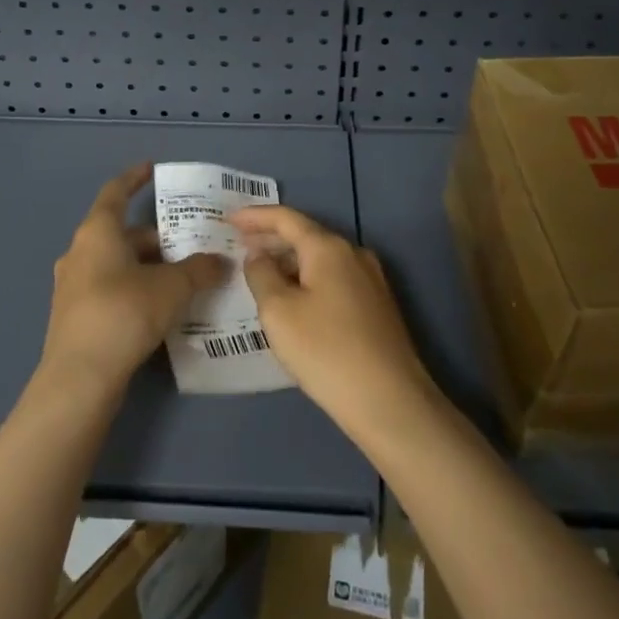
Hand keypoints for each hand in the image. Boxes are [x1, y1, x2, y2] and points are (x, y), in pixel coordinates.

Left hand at [39, 163, 225, 397]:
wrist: (79, 380)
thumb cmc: (124, 314)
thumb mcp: (172, 288)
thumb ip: (199, 270)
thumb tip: (221, 261)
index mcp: (98, 232)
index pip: (116, 192)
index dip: (134, 178)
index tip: (151, 169)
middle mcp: (80, 252)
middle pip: (122, 233)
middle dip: (157, 238)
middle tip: (191, 245)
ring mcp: (73, 286)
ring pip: (116, 263)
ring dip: (147, 266)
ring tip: (182, 277)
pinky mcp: (75, 316)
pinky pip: (110, 288)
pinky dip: (135, 289)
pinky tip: (160, 308)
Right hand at [232, 205, 439, 444]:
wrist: (390, 402)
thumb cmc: (326, 351)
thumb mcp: (279, 312)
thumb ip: (262, 275)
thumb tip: (258, 255)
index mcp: (328, 247)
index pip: (286, 218)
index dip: (255, 216)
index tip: (228, 218)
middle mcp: (353, 253)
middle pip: (305, 235)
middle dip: (271, 238)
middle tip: (239, 244)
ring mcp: (370, 279)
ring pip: (321, 259)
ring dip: (290, 261)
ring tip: (262, 272)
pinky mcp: (377, 305)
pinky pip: (334, 278)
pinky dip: (308, 278)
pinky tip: (294, 298)